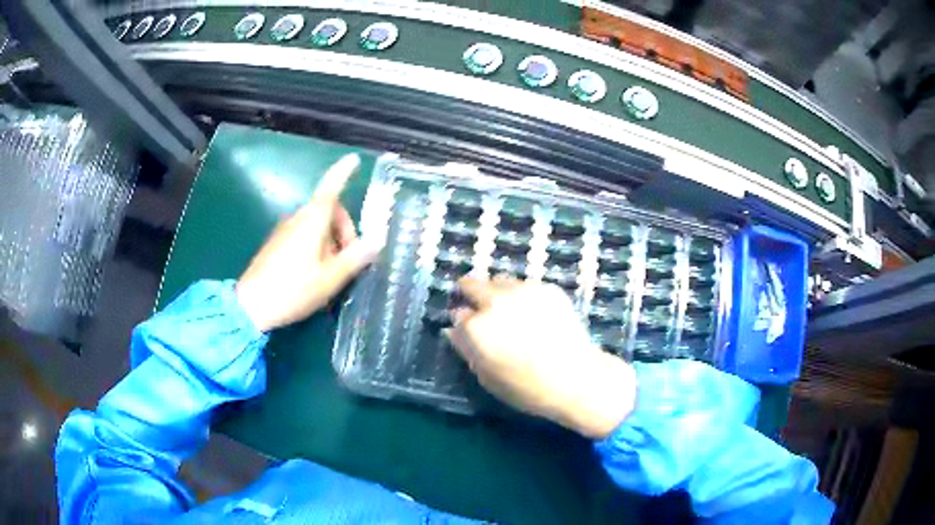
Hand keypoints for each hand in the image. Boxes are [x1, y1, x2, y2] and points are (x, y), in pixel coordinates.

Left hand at [236, 154, 380, 331]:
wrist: (251, 306)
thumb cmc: (293, 289)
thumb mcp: (330, 278)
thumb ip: (355, 258)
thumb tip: (377, 240)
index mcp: (312, 221)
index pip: (331, 188)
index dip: (343, 172)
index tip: (354, 160)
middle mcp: (298, 219)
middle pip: (329, 211)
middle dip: (345, 229)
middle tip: (350, 259)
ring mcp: (285, 231)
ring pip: (317, 225)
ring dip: (332, 242)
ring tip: (333, 273)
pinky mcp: (277, 244)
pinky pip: (304, 235)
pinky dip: (318, 247)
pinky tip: (316, 274)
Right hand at [446, 277, 636, 438]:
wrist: (577, 379)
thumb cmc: (526, 388)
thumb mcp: (487, 377)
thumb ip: (465, 349)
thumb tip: (453, 330)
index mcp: (476, 326)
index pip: (457, 313)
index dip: (461, 322)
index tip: (467, 328)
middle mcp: (496, 301)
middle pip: (471, 284)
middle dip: (470, 294)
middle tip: (480, 310)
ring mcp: (524, 290)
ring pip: (499, 281)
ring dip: (496, 293)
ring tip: (510, 312)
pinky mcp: (547, 288)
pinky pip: (524, 285)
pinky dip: (522, 296)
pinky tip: (534, 315)